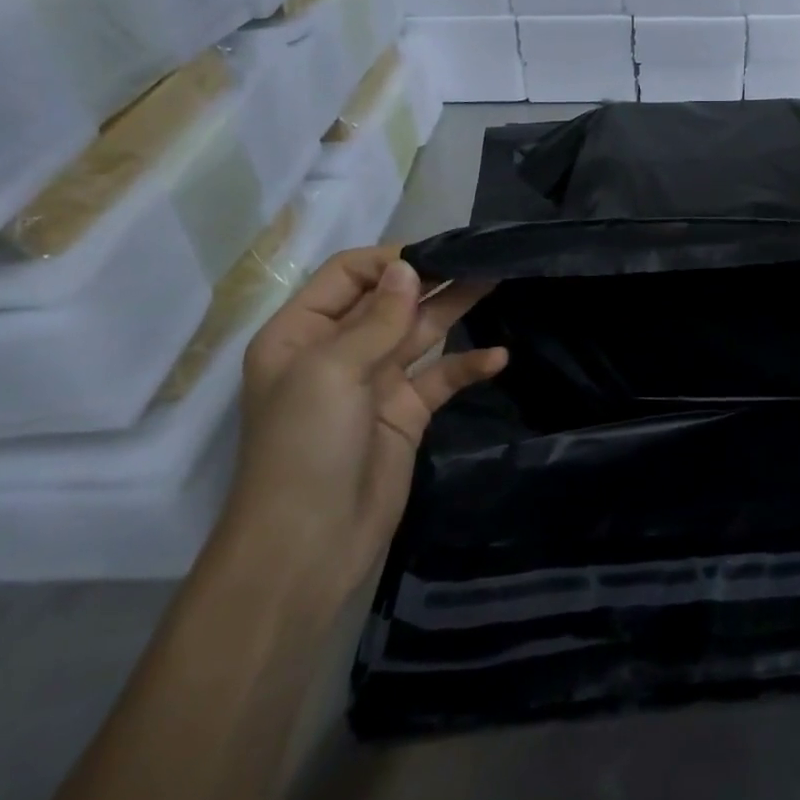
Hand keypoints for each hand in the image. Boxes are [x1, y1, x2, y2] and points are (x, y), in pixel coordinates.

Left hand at [225, 247, 506, 600]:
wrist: (310, 545)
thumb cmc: (306, 446)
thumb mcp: (332, 371)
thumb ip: (377, 317)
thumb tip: (407, 266)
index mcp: (301, 333)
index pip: (348, 274)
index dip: (390, 261)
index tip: (438, 254)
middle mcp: (337, 350)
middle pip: (390, 299)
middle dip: (433, 278)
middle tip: (482, 258)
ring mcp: (375, 382)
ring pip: (420, 332)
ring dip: (456, 308)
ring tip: (498, 281)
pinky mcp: (406, 413)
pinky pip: (441, 377)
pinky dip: (468, 366)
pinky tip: (498, 358)